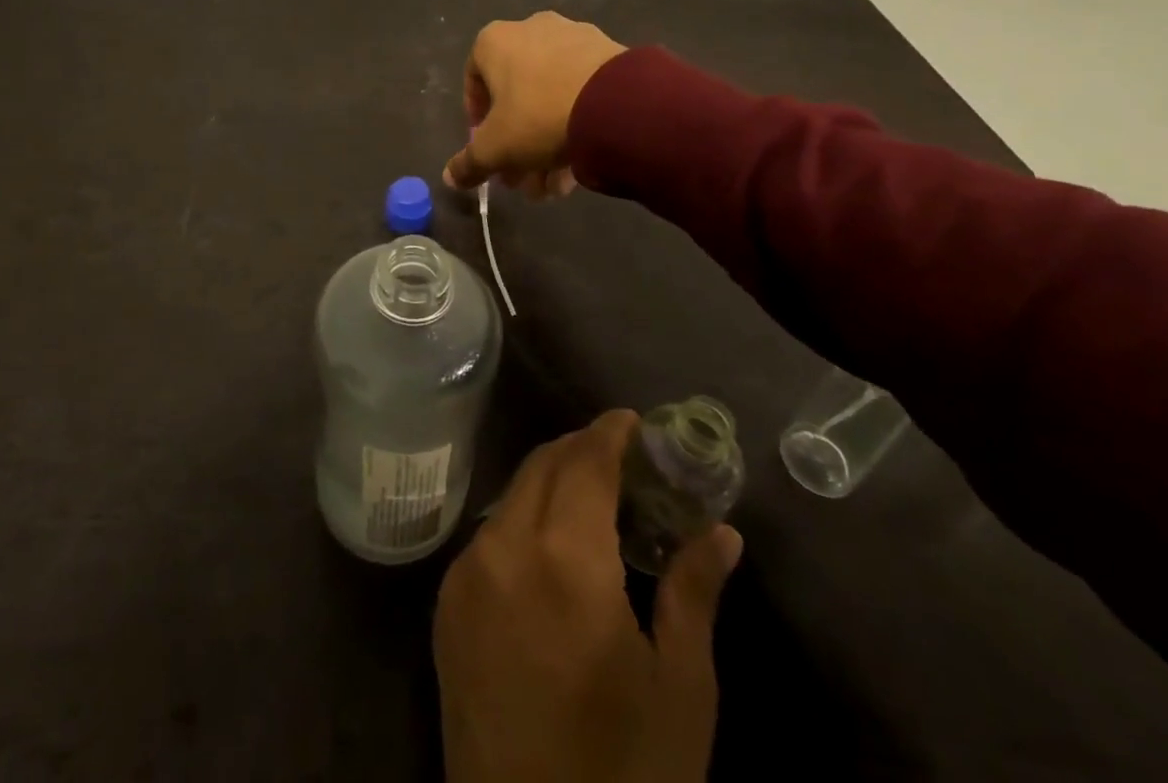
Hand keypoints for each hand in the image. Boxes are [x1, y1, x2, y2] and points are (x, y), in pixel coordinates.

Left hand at [433, 411, 743, 782]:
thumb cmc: (625, 777)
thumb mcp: (680, 690)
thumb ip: (694, 593)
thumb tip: (722, 533)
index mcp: (563, 561)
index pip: (584, 463)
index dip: (608, 433)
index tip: (632, 420)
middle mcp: (503, 549)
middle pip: (541, 467)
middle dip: (580, 449)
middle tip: (620, 455)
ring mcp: (464, 577)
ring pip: (511, 497)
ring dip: (549, 481)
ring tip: (591, 496)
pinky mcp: (445, 608)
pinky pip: (488, 536)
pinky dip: (522, 519)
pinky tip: (550, 544)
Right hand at [443, 12, 626, 196]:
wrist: (617, 103)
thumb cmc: (538, 117)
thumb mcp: (496, 148)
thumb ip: (469, 163)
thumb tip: (451, 177)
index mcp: (495, 41)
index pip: (473, 80)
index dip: (477, 121)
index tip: (488, 149)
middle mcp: (531, 29)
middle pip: (515, 95)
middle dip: (516, 142)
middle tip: (522, 178)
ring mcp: (573, 37)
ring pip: (550, 96)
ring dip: (546, 142)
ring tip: (556, 184)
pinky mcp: (608, 53)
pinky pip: (581, 90)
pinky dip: (575, 123)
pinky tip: (582, 163)